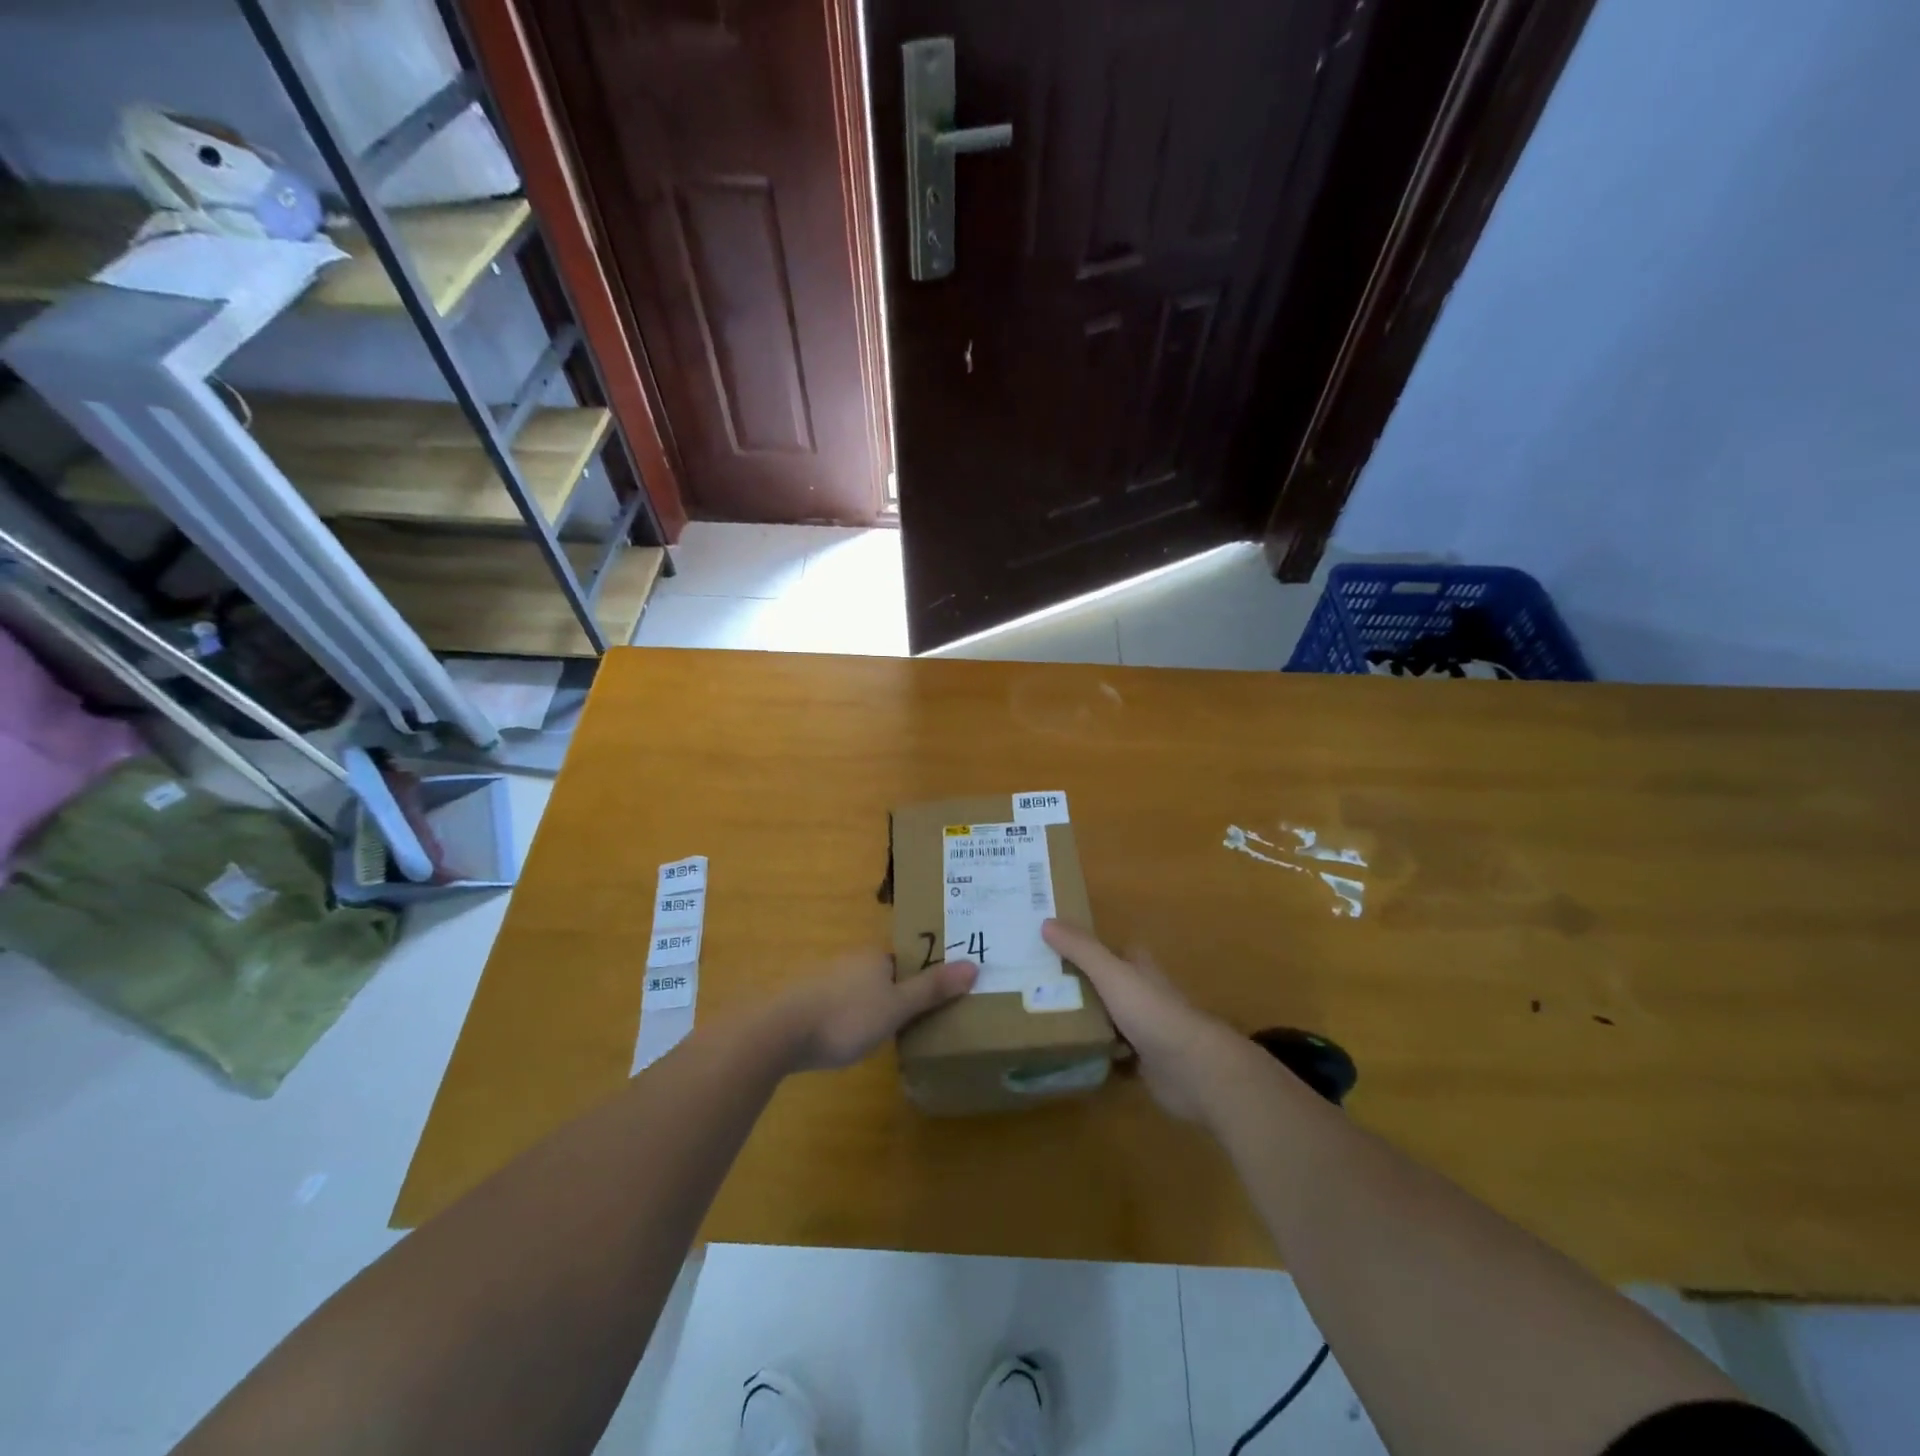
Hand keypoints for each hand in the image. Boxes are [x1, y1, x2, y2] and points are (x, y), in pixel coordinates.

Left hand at [773, 951, 976, 1071]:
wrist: (778, 1031)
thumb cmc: (846, 1017)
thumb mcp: (897, 1007)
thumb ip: (932, 989)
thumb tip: (974, 965)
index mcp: (874, 957)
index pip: (905, 961)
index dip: (920, 978)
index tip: (934, 1000)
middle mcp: (849, 961)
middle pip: (881, 974)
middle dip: (895, 993)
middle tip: (912, 1022)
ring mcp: (823, 980)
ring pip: (857, 990)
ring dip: (868, 1007)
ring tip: (880, 1036)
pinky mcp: (803, 1002)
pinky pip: (836, 1006)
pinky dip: (845, 1019)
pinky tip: (845, 1040)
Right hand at [1041, 919, 1251, 1122]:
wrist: (1192, 1069)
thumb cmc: (1152, 1012)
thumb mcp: (1111, 973)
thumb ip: (1081, 949)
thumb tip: (1046, 922)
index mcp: (1138, 967)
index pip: (1109, 950)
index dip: (1084, 948)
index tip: (1050, 949)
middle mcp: (1142, 994)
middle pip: (1105, 985)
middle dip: (1077, 987)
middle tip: (1036, 989)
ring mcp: (1145, 1030)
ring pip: (1107, 1020)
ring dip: (1084, 1022)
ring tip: (1042, 1022)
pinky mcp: (1143, 1062)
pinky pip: (1111, 1055)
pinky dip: (1094, 1055)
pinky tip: (1068, 1056)